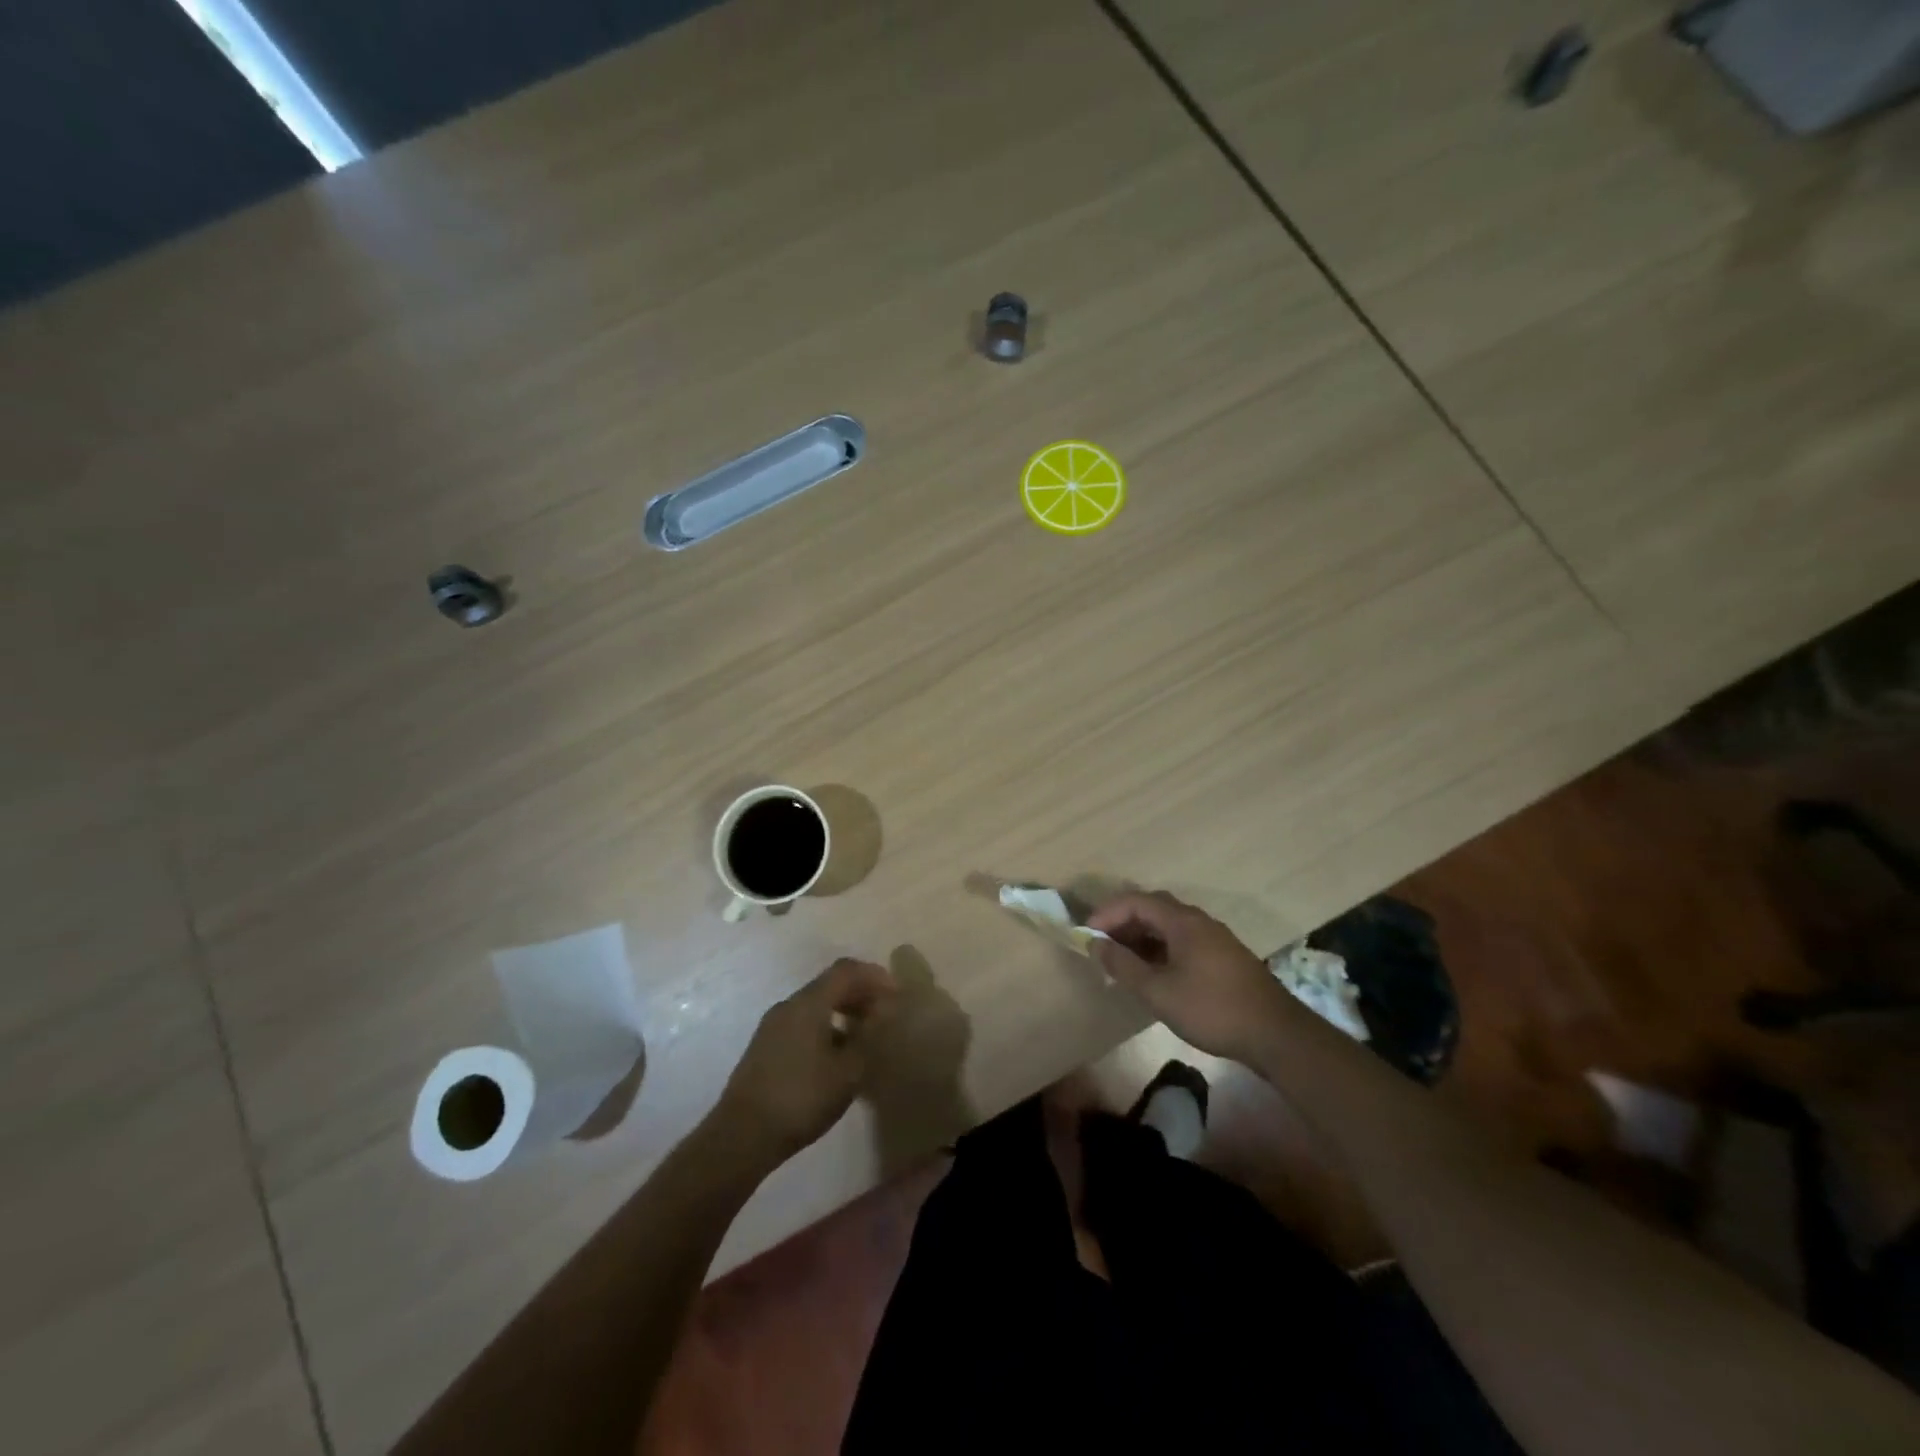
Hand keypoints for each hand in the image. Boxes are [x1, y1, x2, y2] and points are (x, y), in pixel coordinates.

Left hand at [714, 958, 898, 1169]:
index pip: (846, 971)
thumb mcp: (847, 1071)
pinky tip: (836, 1056)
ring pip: (815, 1005)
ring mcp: (772, 1026)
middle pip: (829, 985)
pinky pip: (802, 1023)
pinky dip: (825, 1027)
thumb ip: (867, 1038)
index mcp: (808, 1003)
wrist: (741, 1136)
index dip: (874, 977)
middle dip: (860, 994)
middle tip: (884, 1014)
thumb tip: (878, 1016)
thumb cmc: (801, 1098)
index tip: (896, 994)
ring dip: (843, 1012)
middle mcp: (788, 1006)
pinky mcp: (765, 1048)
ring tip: (864, 1037)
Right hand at [1088, 891, 1289, 1060]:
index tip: (1087, 935)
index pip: (1136, 901)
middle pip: (1153, 907)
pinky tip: (1153, 971)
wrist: (1275, 1034)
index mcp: (1183, 921)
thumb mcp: (1158, 991)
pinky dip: (1159, 947)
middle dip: (1122, 921)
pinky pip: (1182, 939)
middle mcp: (1199, 920)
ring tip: (1121, 960)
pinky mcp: (1223, 956)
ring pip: (1168, 925)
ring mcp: (1214, 937)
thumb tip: (1096, 944)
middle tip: (1101, 944)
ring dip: (1141, 936)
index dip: (1107, 913)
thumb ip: (1123, 965)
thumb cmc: (1211, 1009)